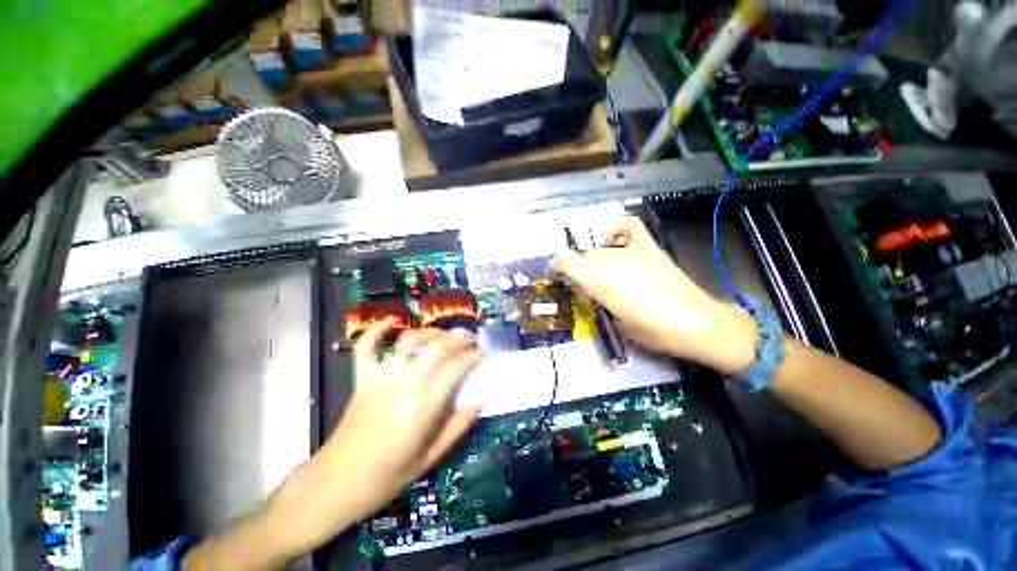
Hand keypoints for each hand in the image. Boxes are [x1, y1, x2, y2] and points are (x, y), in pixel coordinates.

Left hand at [318, 319, 483, 520]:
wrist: (337, 483)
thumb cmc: (389, 475)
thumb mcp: (432, 457)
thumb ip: (459, 425)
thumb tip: (482, 398)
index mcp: (424, 406)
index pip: (456, 368)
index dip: (474, 356)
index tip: (483, 353)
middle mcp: (405, 385)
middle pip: (436, 347)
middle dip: (457, 338)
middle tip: (469, 339)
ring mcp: (380, 378)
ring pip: (409, 341)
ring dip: (429, 332)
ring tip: (442, 335)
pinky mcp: (362, 378)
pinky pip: (365, 347)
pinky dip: (377, 330)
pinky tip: (391, 321)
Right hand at [552, 216, 755, 373]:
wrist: (696, 324)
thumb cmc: (652, 332)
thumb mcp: (614, 322)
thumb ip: (595, 300)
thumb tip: (586, 288)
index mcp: (598, 281)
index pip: (564, 260)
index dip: (558, 267)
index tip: (562, 278)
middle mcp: (610, 261)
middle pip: (584, 258)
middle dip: (582, 272)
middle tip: (592, 289)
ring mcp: (631, 251)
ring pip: (601, 250)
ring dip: (598, 262)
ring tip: (610, 276)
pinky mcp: (649, 247)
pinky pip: (629, 226)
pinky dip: (617, 229)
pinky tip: (615, 239)